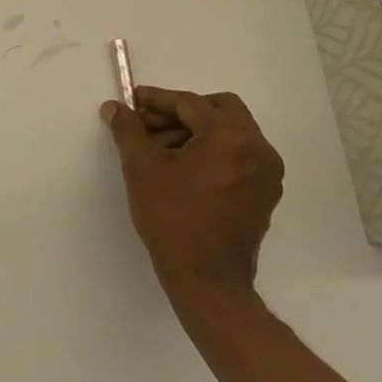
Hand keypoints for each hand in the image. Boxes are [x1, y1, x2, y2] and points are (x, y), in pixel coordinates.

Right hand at [101, 86, 283, 299]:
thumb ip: (128, 130)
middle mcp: (258, 148)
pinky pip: (238, 155)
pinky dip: (213, 151)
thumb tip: (115, 107)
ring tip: (159, 148)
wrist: (207, 282)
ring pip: (230, 132)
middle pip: (219, 109)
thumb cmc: (173, 219)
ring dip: (196, 131)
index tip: (132, 100)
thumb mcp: (142, 168)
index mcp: (231, 137)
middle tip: (151, 124)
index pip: (190, 104)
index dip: (157, 100)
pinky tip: (183, 167)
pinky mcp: (265, 193)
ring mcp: (266, 172)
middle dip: (182, 111)